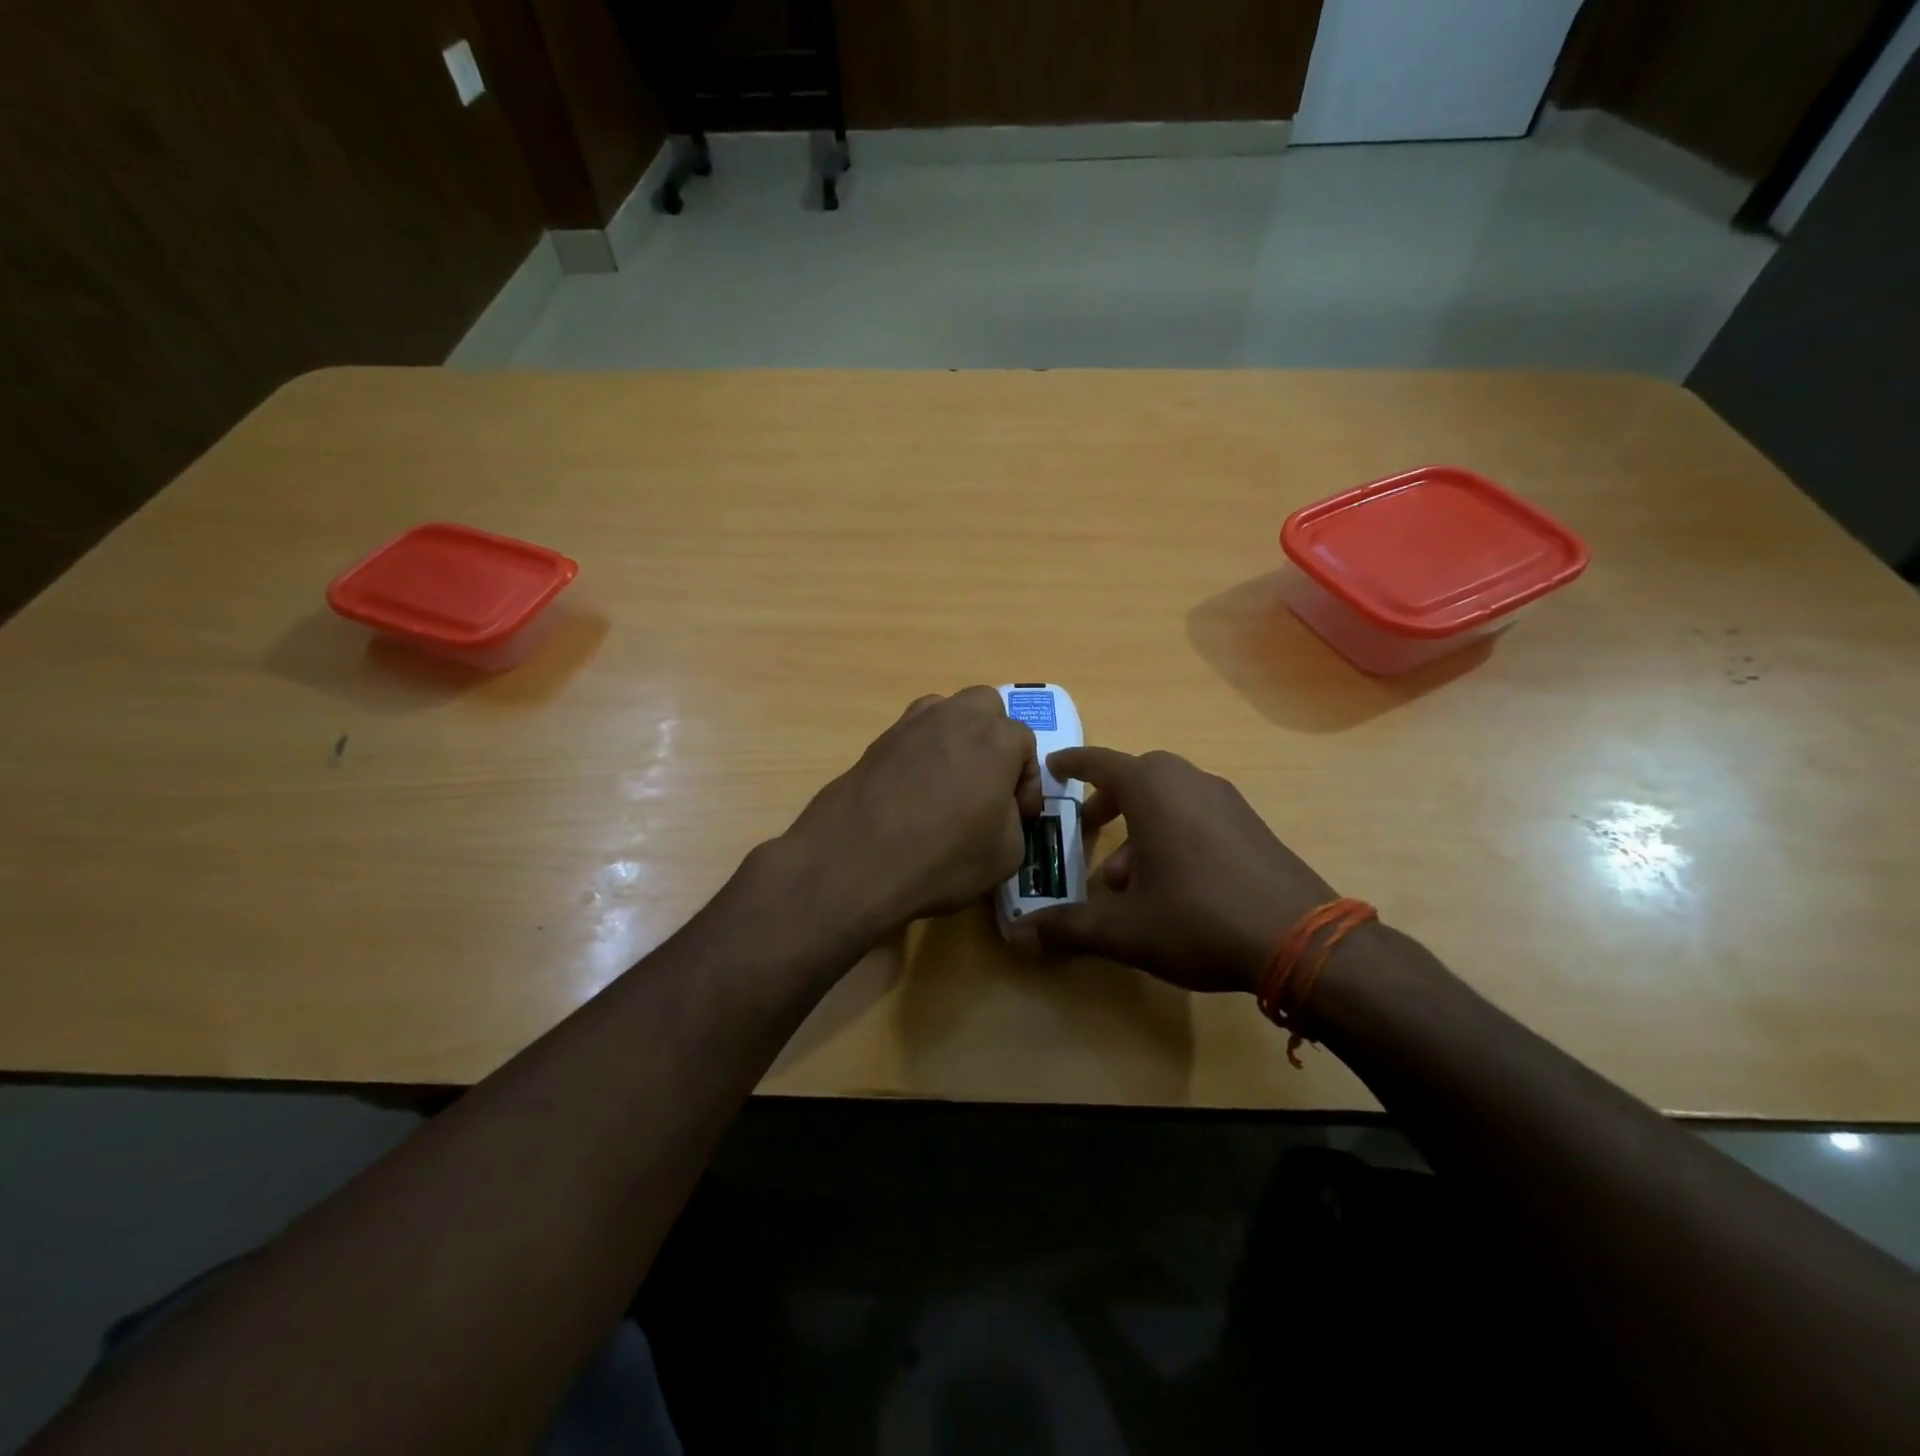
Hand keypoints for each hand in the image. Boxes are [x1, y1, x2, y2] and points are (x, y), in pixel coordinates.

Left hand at [782, 687, 1041, 938]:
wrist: (855, 858)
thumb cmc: (943, 856)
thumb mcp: (1006, 854)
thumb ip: (1014, 820)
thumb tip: (1000, 811)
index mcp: (997, 736)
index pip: (1026, 745)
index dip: (1027, 783)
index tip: (1022, 814)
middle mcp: (955, 716)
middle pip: (985, 709)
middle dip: (994, 739)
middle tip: (989, 782)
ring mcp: (911, 723)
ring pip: (945, 714)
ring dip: (956, 739)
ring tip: (951, 784)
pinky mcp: (877, 740)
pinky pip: (913, 737)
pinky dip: (922, 755)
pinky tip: (916, 793)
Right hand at [1010, 747, 1337, 993]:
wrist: (1302, 939)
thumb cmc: (1199, 919)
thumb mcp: (1126, 930)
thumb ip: (1071, 927)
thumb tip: (1022, 933)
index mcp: (1153, 791)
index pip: (1101, 762)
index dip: (1073, 764)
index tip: (1053, 767)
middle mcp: (1189, 782)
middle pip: (1138, 775)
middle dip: (1109, 798)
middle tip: (1089, 827)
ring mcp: (1226, 801)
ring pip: (1170, 796)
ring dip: (1141, 822)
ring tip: (1126, 876)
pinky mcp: (1251, 824)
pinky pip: (1198, 812)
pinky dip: (1173, 830)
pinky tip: (1172, 882)